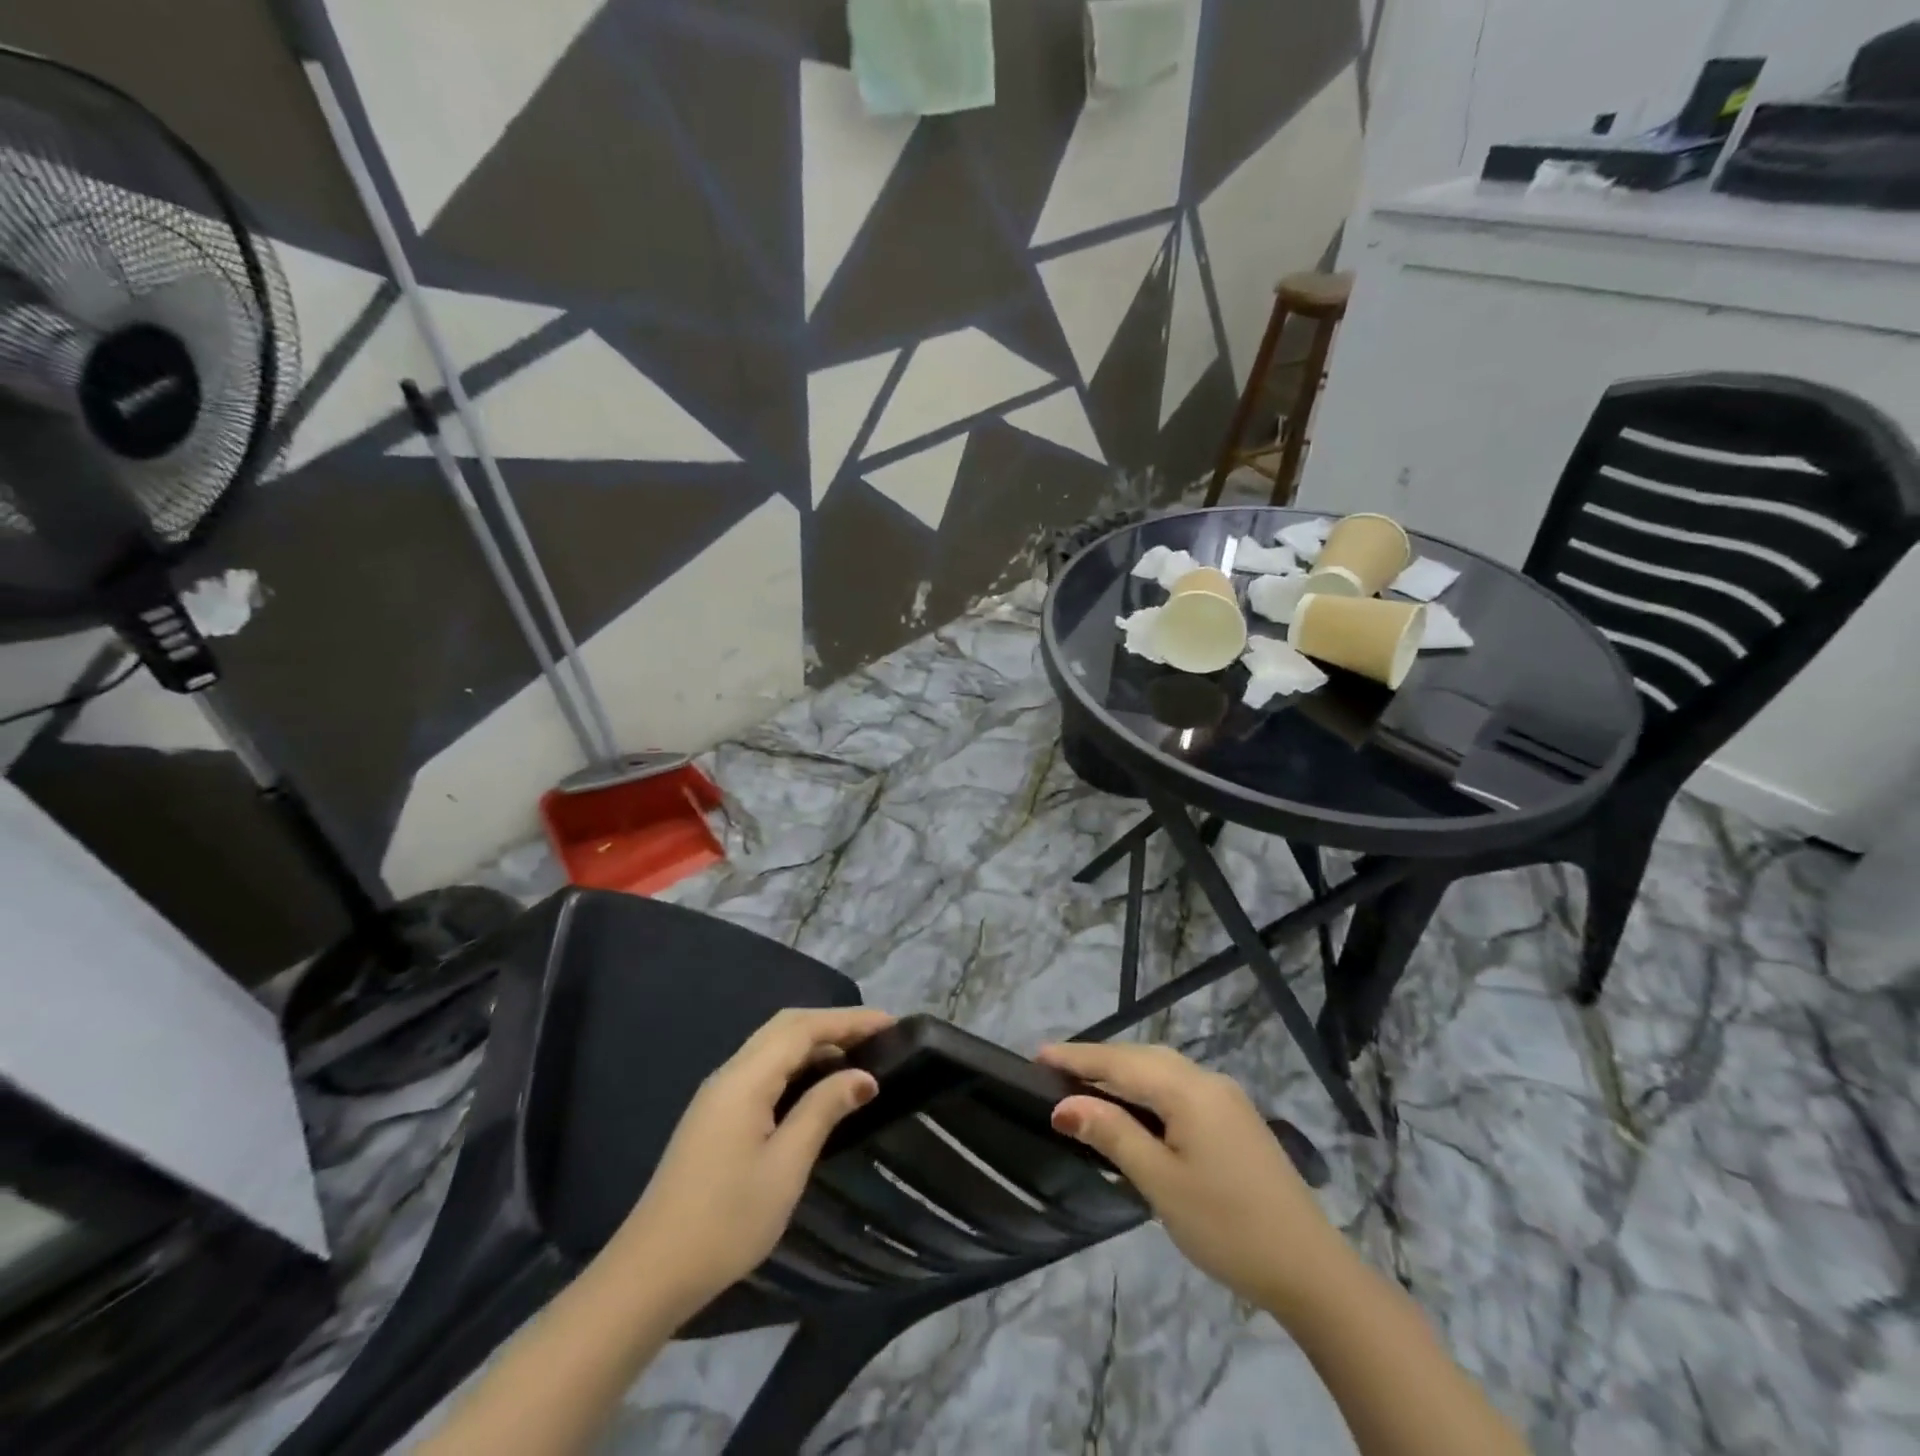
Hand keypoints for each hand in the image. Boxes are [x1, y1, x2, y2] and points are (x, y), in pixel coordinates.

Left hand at [617, 1007, 893, 1316]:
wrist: (650, 1274)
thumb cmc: (726, 1220)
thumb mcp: (786, 1165)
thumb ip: (823, 1110)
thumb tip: (863, 1076)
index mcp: (745, 1078)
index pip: (803, 1028)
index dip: (848, 1020)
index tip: (891, 1023)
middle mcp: (729, 1074)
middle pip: (786, 1027)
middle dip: (832, 1024)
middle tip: (877, 1035)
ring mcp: (718, 1095)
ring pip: (772, 1047)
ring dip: (814, 1043)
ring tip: (857, 1056)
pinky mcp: (715, 1116)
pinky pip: (763, 1070)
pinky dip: (796, 1064)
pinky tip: (817, 1086)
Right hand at [1037, 1042, 1347, 1314]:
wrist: (1310, 1269)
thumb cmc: (1227, 1225)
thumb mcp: (1161, 1183)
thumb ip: (1113, 1134)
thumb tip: (1064, 1105)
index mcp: (1188, 1089)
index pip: (1119, 1063)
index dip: (1077, 1058)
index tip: (1037, 1055)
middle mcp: (1207, 1080)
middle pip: (1141, 1057)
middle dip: (1097, 1060)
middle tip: (1054, 1071)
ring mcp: (1226, 1098)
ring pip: (1161, 1070)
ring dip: (1122, 1073)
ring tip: (1084, 1085)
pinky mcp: (1235, 1118)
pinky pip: (1179, 1087)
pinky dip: (1147, 1089)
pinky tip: (1133, 1107)